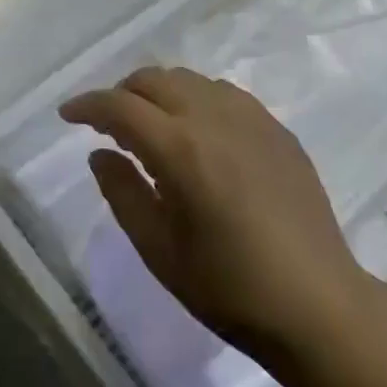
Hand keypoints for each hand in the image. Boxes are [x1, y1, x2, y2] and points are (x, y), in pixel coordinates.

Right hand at [60, 66, 370, 366]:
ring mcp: (251, 119)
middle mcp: (214, 119)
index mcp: (180, 149)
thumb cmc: (230, 288)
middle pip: (153, 79)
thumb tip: (100, 153)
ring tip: (151, 125)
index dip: (87, 105)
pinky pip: (224, 93)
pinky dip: (196, 99)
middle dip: (121, 93)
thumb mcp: (158, 250)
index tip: (67, 115)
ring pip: (189, 80)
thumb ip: (122, 192)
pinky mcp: (277, 129)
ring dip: (159, 92)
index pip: (120, 106)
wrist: (319, 307)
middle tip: (107, 123)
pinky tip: (198, 132)